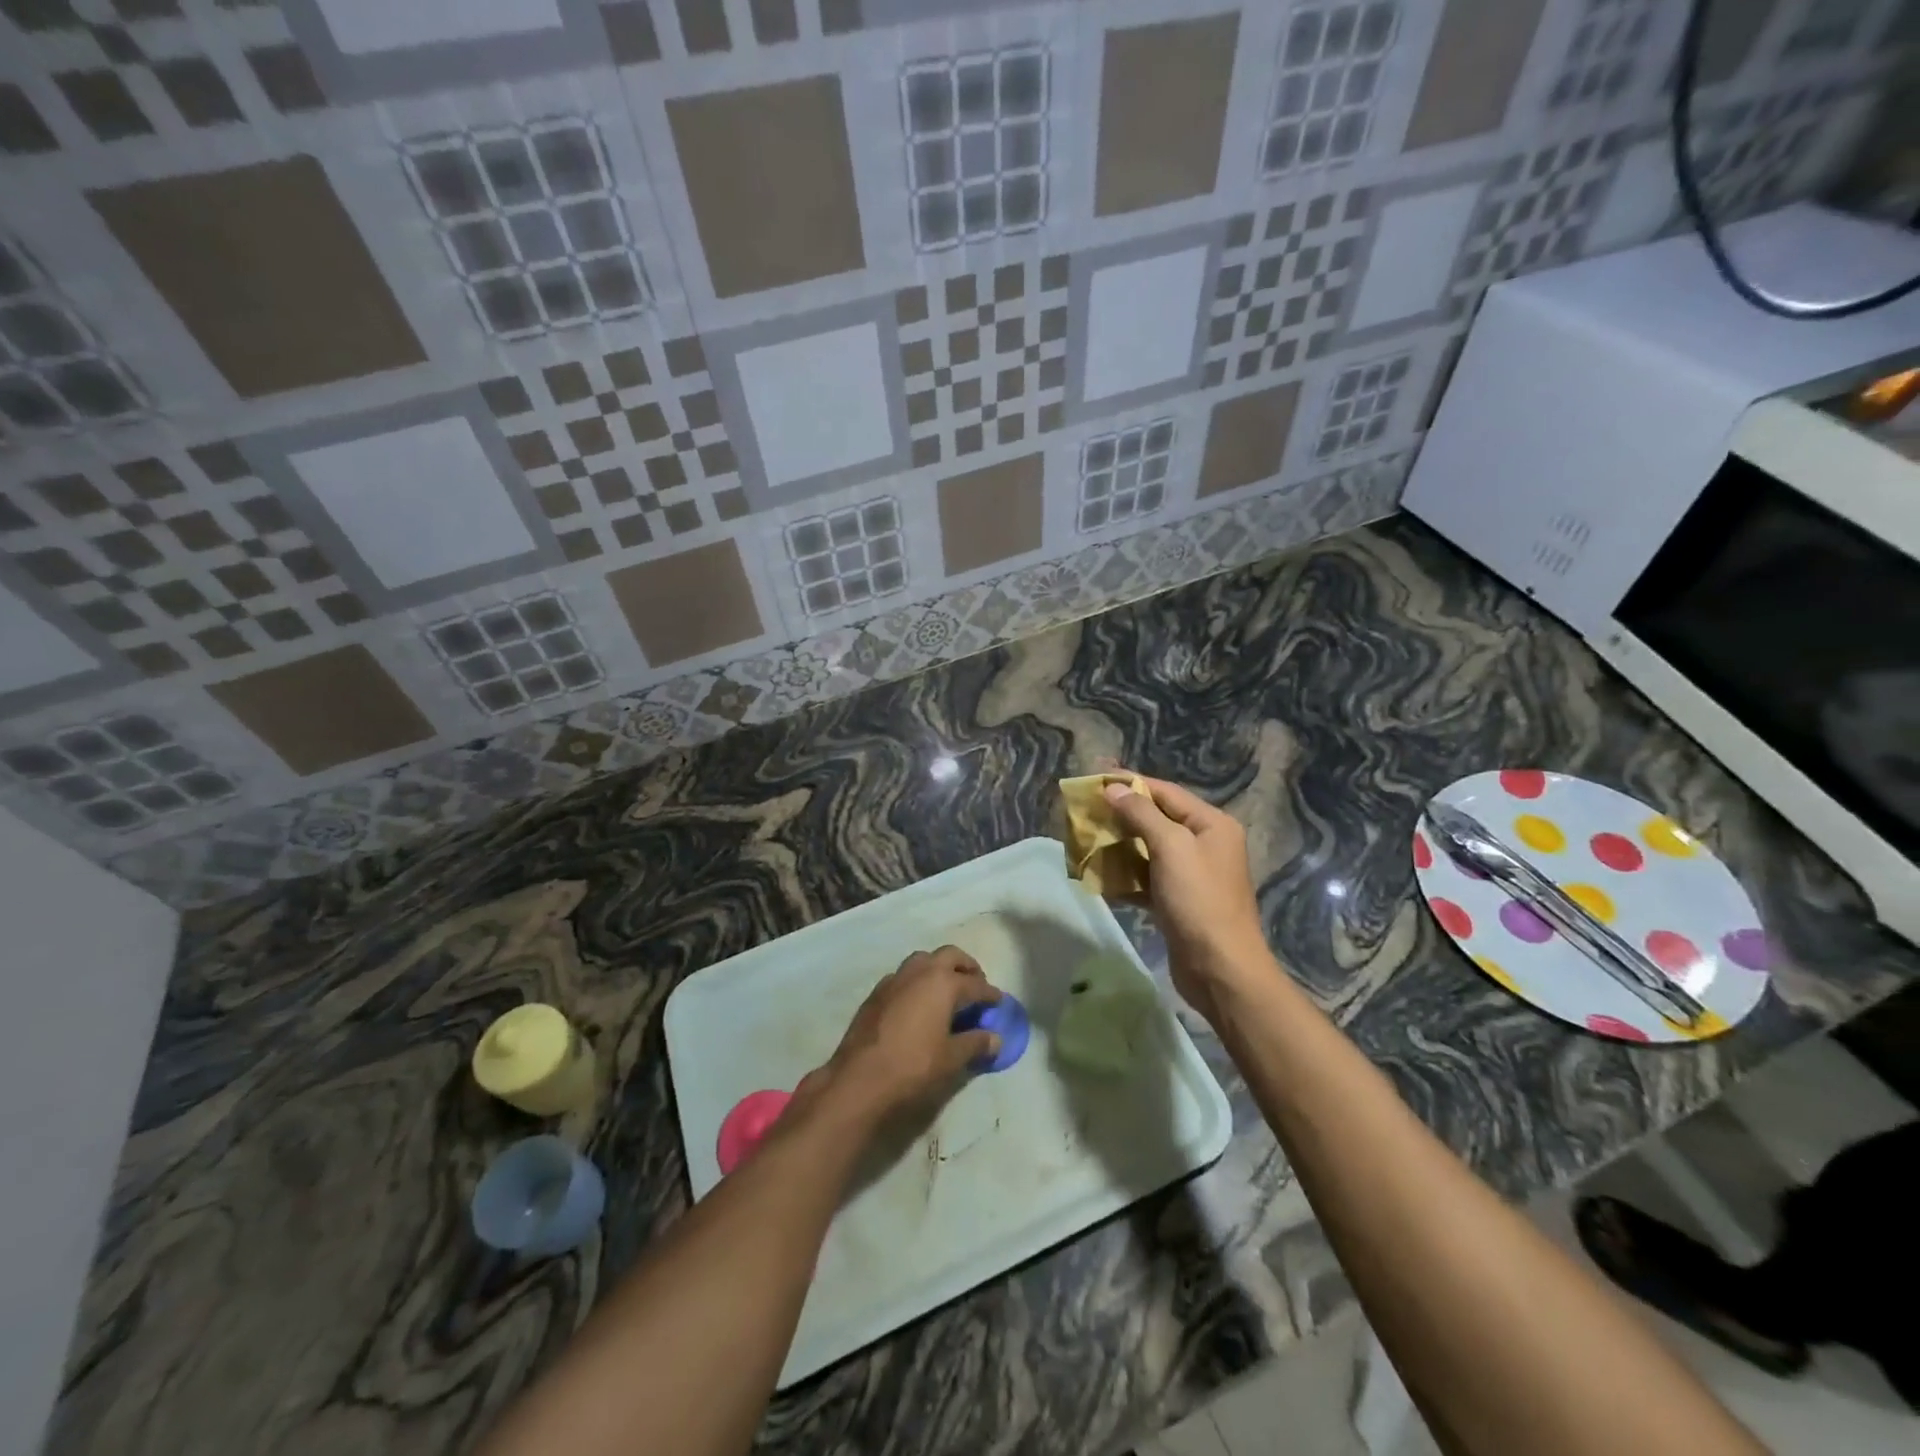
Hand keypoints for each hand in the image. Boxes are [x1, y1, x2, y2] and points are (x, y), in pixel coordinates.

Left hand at [816, 947, 1001, 1121]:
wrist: (859, 1078)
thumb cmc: (913, 1066)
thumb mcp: (951, 1059)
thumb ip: (976, 1044)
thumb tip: (996, 1038)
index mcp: (943, 983)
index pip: (975, 984)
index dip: (990, 994)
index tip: (999, 1001)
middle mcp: (919, 972)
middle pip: (949, 956)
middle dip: (966, 967)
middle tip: (976, 984)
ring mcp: (894, 979)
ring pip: (923, 960)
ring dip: (939, 969)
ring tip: (948, 990)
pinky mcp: (876, 993)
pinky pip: (904, 977)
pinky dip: (917, 982)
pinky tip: (918, 1003)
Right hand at [1103, 776, 1273, 1016]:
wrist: (1220, 969)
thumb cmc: (1198, 900)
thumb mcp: (1171, 847)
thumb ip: (1141, 814)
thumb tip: (1113, 788)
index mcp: (1211, 824)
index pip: (1165, 792)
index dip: (1130, 783)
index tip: (1094, 778)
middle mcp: (1205, 844)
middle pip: (1156, 819)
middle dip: (1121, 816)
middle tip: (1085, 812)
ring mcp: (1192, 874)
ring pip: (1148, 850)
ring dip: (1118, 847)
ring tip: (1085, 842)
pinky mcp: (1178, 901)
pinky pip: (1147, 879)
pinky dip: (1125, 877)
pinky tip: (1099, 878)